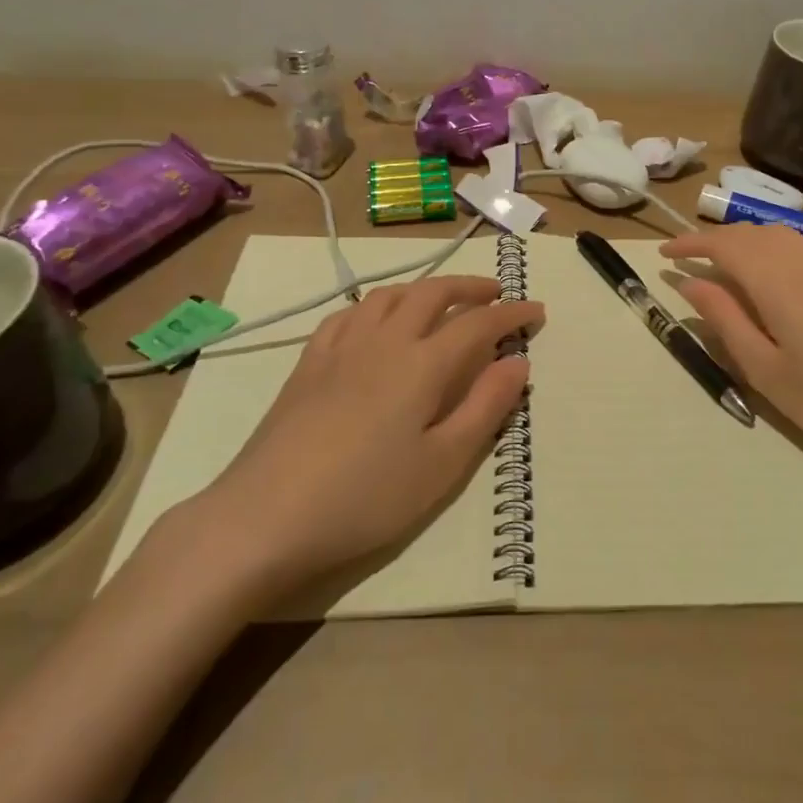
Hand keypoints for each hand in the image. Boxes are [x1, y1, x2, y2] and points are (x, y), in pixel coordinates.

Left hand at [180, 277, 542, 597]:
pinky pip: (349, 313)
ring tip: (442, 299)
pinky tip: (376, 319)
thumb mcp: (441, 465)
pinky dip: (376, 305)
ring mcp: (342, 346)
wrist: (266, 516)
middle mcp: (385, 340)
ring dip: (424, 287)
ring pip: (390, 294)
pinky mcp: (309, 361)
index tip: (536, 310)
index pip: (478, 323)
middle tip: (495, 293)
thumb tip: (517, 362)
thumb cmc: (365, 497)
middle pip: (433, 293)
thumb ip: (484, 408)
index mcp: (422, 364)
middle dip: (470, 287)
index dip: (511, 313)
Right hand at [661, 224, 802, 487]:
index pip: (724, 244)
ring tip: (728, 272)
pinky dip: (775, 256)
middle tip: (692, 264)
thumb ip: (725, 320)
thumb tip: (692, 283)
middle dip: (717, 240)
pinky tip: (777, 289)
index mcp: (778, 280)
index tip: (664, 255)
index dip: (691, 244)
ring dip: (747, 244)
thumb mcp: (766, 370)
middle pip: (753, 233)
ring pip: (781, 238)